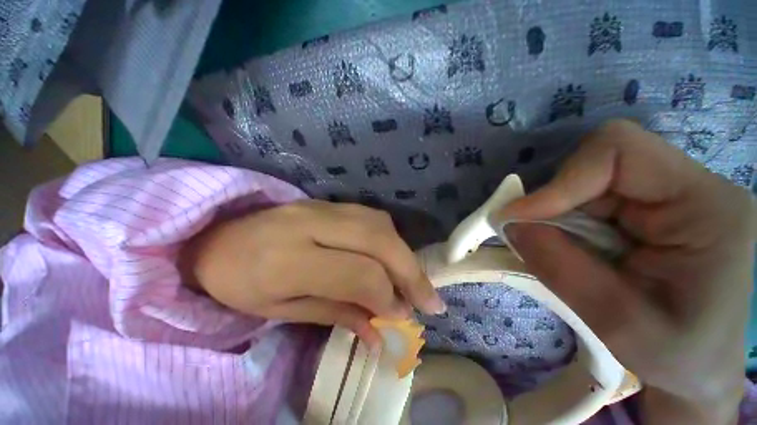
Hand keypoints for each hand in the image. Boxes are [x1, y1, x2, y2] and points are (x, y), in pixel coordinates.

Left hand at [179, 200, 444, 346]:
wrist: (216, 238)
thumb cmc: (240, 284)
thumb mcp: (283, 311)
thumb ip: (337, 315)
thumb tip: (381, 331)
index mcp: (288, 259)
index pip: (358, 272)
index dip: (386, 296)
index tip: (402, 317)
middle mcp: (310, 224)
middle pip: (377, 240)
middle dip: (410, 271)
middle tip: (430, 300)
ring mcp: (320, 207)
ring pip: (379, 224)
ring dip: (404, 253)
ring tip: (416, 281)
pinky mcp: (327, 202)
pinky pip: (370, 216)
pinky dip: (390, 238)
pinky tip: (394, 256)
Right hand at [500, 120, 754, 423]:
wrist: (703, 373)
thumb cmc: (682, 359)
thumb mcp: (628, 323)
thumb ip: (563, 266)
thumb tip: (511, 225)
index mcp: (704, 205)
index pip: (618, 152)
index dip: (563, 179)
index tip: (521, 219)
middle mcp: (685, 188)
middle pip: (596, 167)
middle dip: (553, 201)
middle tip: (523, 237)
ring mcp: (665, 198)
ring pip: (586, 185)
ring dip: (555, 216)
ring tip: (547, 251)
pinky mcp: (645, 212)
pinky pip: (588, 201)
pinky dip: (563, 221)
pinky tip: (561, 247)